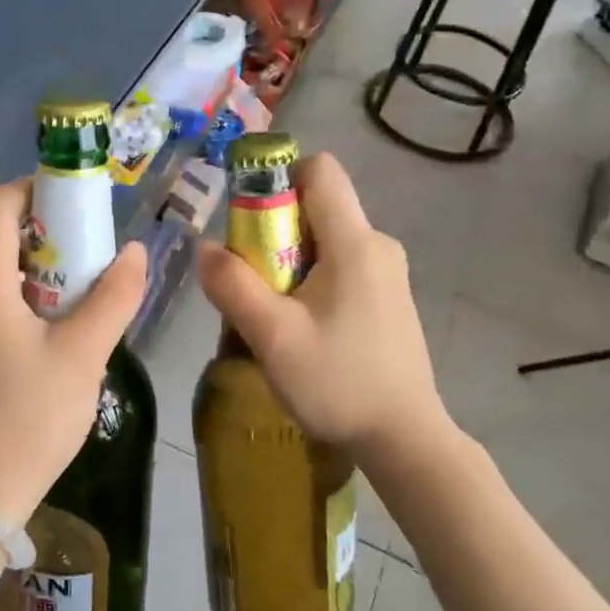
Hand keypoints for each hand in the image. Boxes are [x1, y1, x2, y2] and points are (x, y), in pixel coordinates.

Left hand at [0, 180, 148, 524]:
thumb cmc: (29, 420)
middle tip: (93, 262)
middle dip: (48, 240)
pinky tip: (51, 342)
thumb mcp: (84, 356)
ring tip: (81, 306)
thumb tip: (136, 251)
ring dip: (38, 277)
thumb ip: (114, 297)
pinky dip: (20, 305)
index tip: (75, 202)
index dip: (33, 189)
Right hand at [196, 153, 449, 470]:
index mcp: (355, 243)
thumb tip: (204, 248)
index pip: (320, 170)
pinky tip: (303, 330)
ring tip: (273, 315)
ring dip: (289, 263)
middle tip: (253, 283)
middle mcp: (377, 245)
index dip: (278, 179)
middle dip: (274, 232)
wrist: (405, 439)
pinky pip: (340, 267)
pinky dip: (311, 282)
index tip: (250, 224)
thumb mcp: (272, 337)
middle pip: (316, 207)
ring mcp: (388, 273)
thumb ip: (232, 286)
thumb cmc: (338, 383)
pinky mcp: (388, 298)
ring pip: (325, 241)